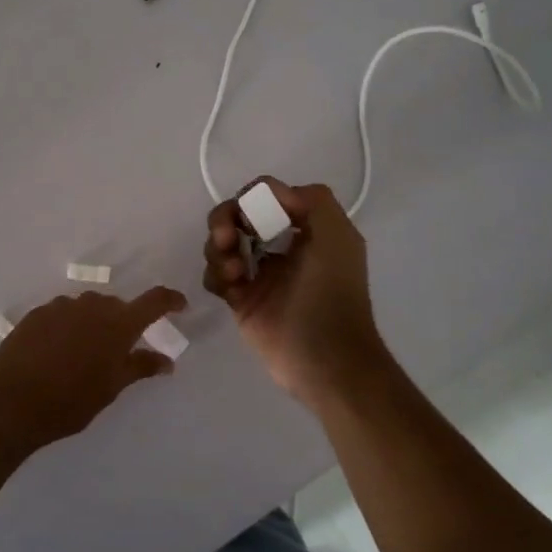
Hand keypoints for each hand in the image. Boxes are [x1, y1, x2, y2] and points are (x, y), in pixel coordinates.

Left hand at [0, 286, 186, 458]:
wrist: (11, 401)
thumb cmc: (70, 400)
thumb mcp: (112, 388)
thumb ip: (140, 367)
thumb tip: (167, 361)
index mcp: (118, 323)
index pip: (154, 301)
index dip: (170, 300)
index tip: (180, 305)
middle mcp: (93, 305)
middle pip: (117, 306)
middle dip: (124, 322)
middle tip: (121, 350)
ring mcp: (62, 306)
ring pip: (88, 308)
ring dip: (94, 323)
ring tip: (85, 354)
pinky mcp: (37, 313)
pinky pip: (63, 314)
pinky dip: (69, 326)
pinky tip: (58, 352)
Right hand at [202, 177, 386, 406]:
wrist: (325, 358)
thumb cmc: (332, 293)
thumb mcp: (337, 235)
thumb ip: (312, 200)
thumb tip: (269, 193)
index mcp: (306, 229)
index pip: (268, 197)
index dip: (254, 199)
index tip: (253, 214)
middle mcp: (281, 247)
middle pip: (238, 216)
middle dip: (226, 219)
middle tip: (226, 237)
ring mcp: (259, 274)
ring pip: (222, 243)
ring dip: (218, 247)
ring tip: (233, 270)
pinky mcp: (240, 300)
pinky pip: (215, 276)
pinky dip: (216, 274)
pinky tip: (231, 285)